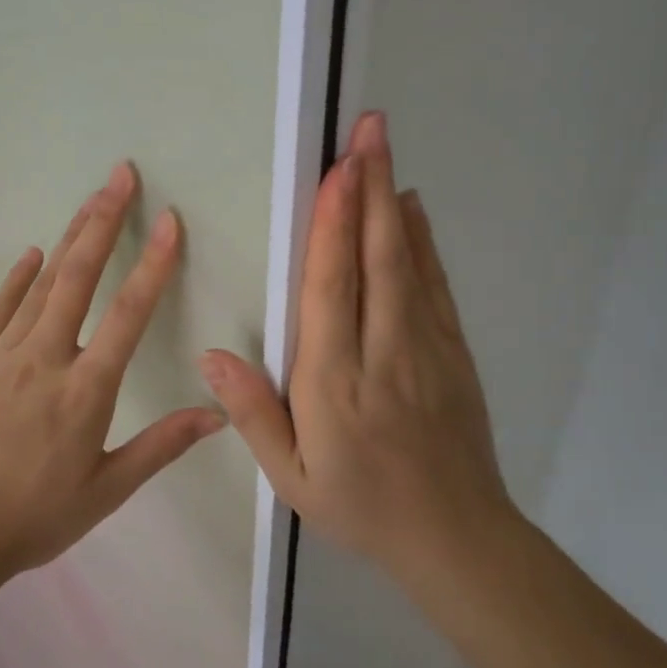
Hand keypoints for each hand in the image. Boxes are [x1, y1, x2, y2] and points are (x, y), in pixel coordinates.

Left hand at [0, 163, 226, 586]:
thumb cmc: (33, 519)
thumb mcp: (106, 491)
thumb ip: (161, 446)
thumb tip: (216, 413)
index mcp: (85, 390)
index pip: (129, 314)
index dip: (153, 264)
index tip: (170, 222)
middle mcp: (45, 359)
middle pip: (79, 277)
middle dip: (103, 221)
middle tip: (120, 176)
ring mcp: (2, 356)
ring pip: (41, 284)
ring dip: (69, 238)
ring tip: (90, 199)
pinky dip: (16, 278)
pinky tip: (31, 254)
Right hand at [201, 112, 517, 585]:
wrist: (455, 538)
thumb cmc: (362, 505)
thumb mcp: (293, 477)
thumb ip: (253, 414)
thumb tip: (210, 357)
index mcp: (335, 382)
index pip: (331, 289)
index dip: (332, 226)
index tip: (335, 172)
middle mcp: (382, 352)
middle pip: (375, 258)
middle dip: (368, 188)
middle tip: (367, 129)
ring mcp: (425, 348)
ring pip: (408, 262)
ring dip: (393, 201)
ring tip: (383, 148)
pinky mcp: (453, 352)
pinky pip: (434, 285)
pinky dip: (422, 241)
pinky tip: (411, 208)